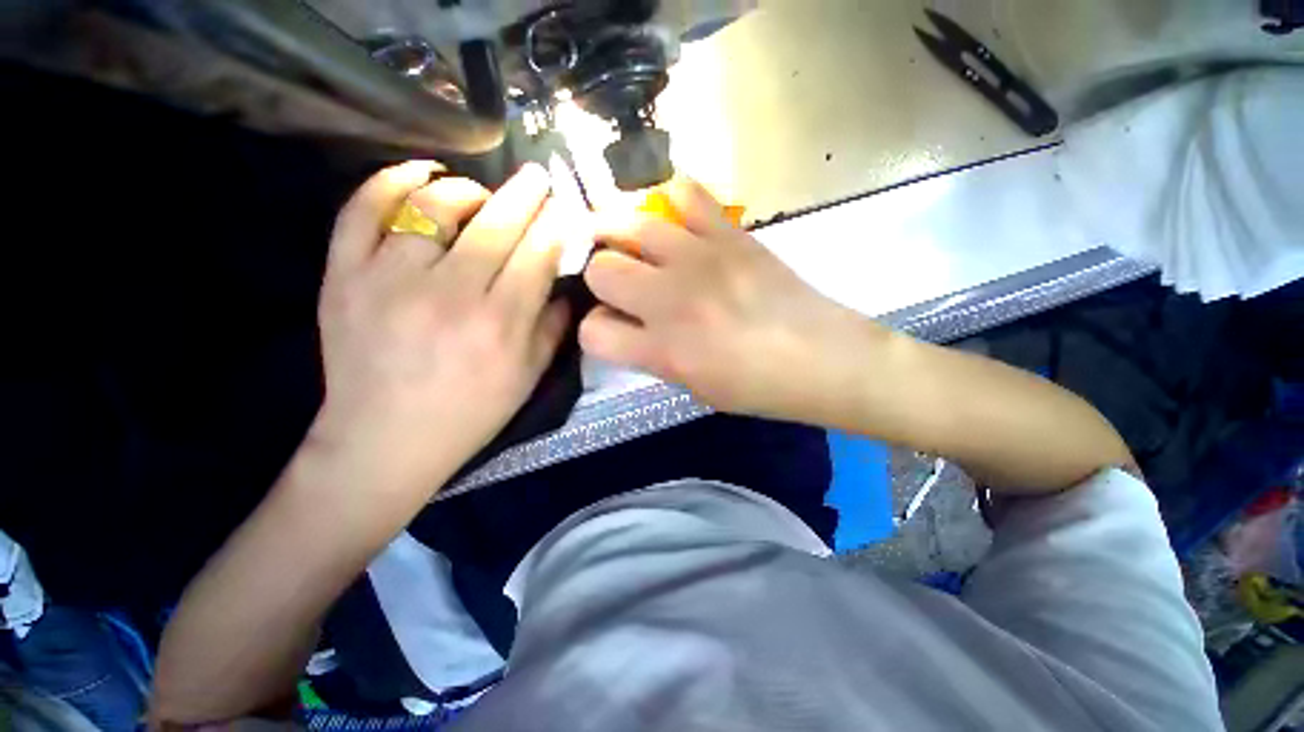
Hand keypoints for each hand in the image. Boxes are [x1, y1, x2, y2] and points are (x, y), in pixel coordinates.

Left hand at [313, 161, 568, 495]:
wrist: (386, 440)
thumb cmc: (471, 411)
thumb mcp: (529, 376)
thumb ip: (553, 324)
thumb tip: (561, 279)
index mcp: (500, 323)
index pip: (537, 253)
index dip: (555, 224)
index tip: (564, 208)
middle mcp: (449, 294)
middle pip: (496, 223)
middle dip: (526, 193)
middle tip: (538, 177)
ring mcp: (389, 279)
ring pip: (434, 205)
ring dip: (467, 190)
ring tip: (480, 195)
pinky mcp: (344, 275)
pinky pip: (364, 208)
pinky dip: (392, 180)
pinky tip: (419, 175)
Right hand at [581, 177, 883, 424]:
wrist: (824, 359)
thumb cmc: (758, 387)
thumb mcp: (693, 387)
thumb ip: (651, 355)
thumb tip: (624, 324)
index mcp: (663, 351)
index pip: (592, 331)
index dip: (595, 331)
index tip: (612, 328)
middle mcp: (672, 301)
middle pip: (598, 269)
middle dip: (601, 278)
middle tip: (621, 283)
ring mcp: (701, 259)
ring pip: (626, 223)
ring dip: (620, 236)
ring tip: (631, 244)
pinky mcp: (730, 233)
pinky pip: (684, 192)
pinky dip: (671, 200)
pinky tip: (675, 219)